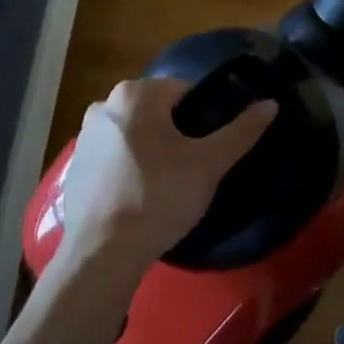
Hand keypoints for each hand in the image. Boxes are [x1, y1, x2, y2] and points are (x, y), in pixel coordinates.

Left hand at [55, 77, 276, 281]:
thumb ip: (241, 131)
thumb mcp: (208, 165)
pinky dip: (128, 169)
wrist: (102, 252)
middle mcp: (104, 105)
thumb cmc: (158, 197)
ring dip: (151, 151)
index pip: (184, 91)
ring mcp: (84, 136)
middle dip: (176, 134)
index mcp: (135, 93)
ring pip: (134, 134)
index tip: (208, 150)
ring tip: (166, 189)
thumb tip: (270, 104)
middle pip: (156, 111)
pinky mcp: (74, 166)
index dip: (203, 118)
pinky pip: (112, 158)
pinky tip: (138, 200)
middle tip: (192, 171)